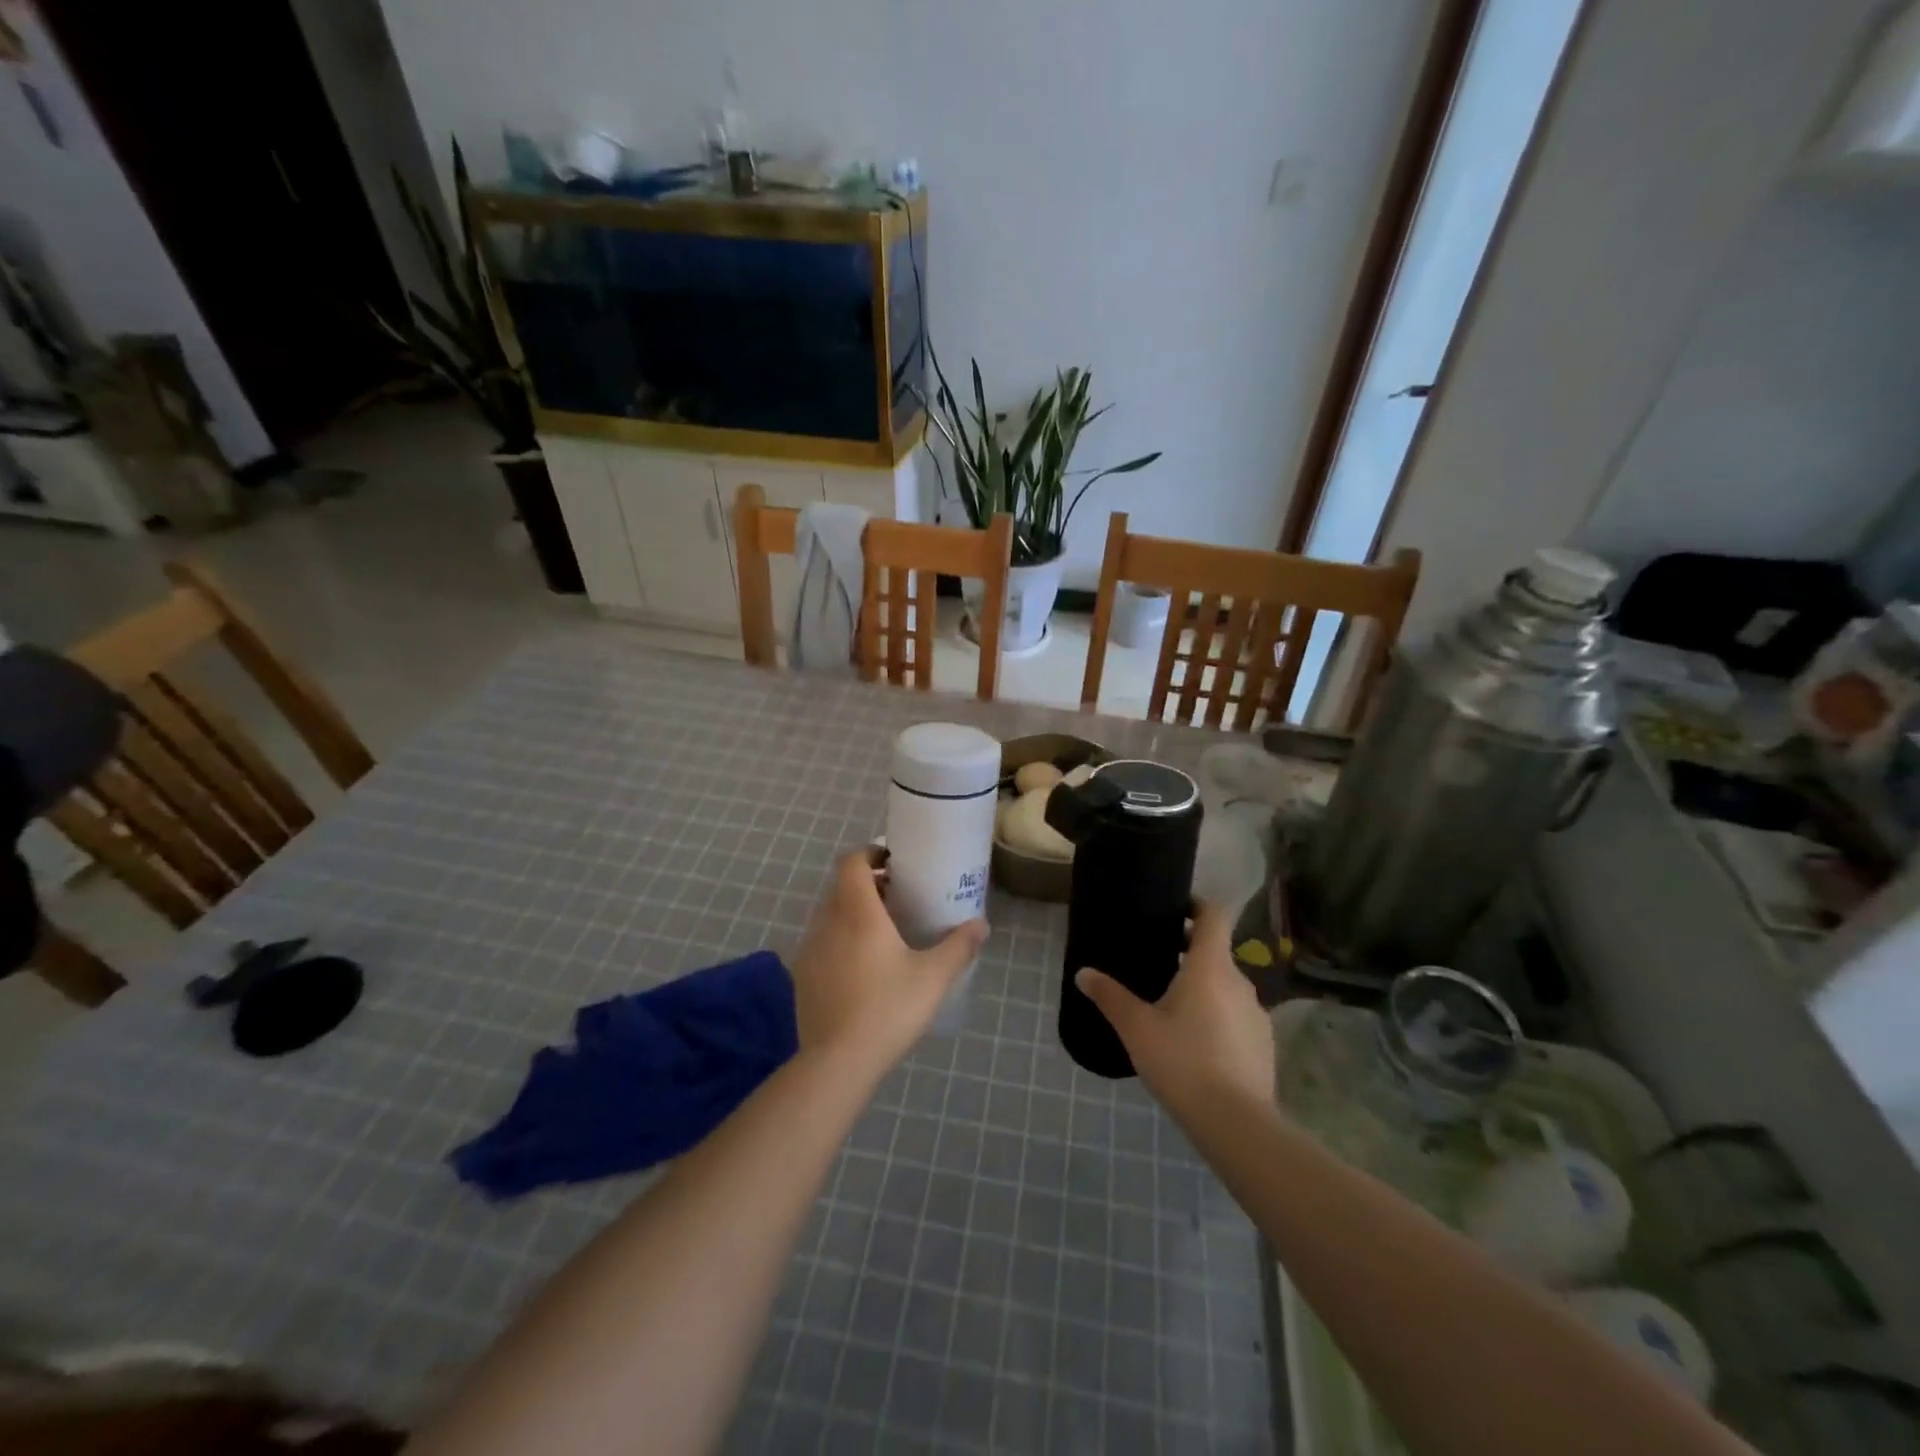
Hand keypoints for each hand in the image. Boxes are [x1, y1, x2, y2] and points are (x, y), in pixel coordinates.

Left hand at [790, 848, 987, 1080]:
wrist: (837, 1062)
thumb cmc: (889, 1009)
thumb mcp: (933, 977)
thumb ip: (959, 946)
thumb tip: (981, 924)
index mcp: (858, 913)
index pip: (852, 862)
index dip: (870, 854)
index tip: (893, 863)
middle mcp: (828, 922)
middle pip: (841, 886)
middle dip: (867, 884)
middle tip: (897, 899)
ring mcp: (810, 949)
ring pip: (829, 914)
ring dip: (852, 912)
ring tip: (881, 934)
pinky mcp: (802, 975)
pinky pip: (821, 941)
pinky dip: (839, 939)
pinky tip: (861, 968)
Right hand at [1076, 900, 1274, 1109]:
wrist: (1235, 1122)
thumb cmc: (1181, 1060)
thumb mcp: (1136, 1027)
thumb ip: (1109, 996)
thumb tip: (1083, 972)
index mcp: (1210, 966)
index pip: (1214, 915)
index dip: (1196, 906)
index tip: (1175, 910)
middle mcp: (1240, 981)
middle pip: (1217, 953)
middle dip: (1190, 954)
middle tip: (1159, 965)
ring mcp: (1257, 1014)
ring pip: (1227, 988)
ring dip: (1205, 990)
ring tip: (1175, 1011)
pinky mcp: (1265, 1044)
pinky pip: (1238, 1018)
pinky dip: (1219, 1019)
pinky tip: (1199, 1046)